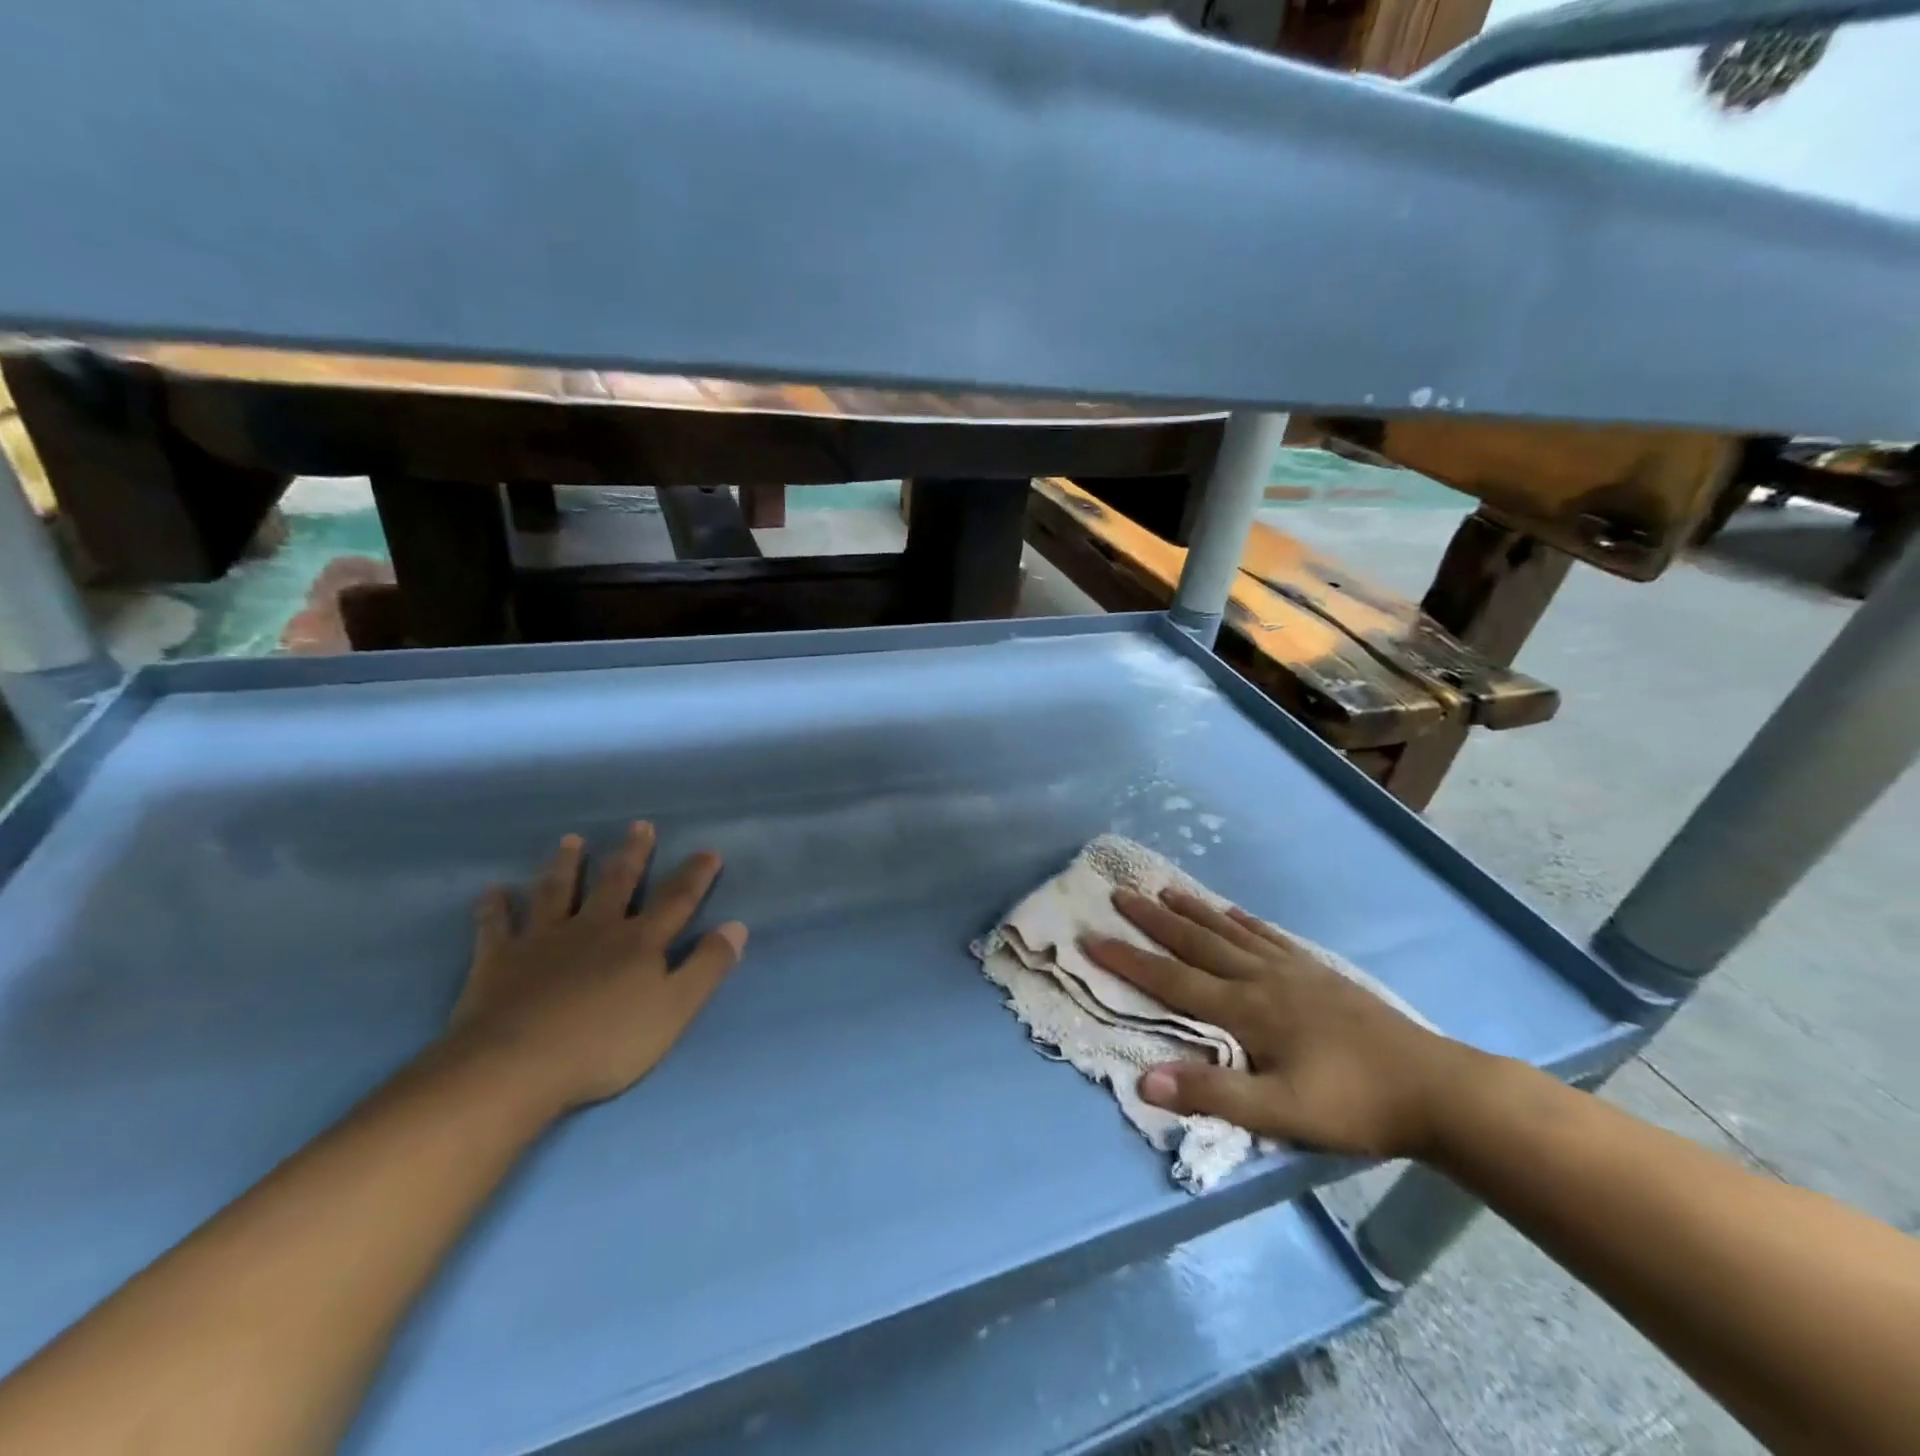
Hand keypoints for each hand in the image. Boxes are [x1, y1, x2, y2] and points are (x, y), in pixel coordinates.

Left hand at [446, 822, 747, 1112]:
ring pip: (557, 892)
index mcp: (639, 942)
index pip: (676, 900)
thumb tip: (737, 926)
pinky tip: (493, 891)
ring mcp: (544, 940)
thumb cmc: (605, 1043)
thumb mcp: (674, 1010)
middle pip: (616, 883)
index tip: (708, 851)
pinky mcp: (500, 960)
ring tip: (570, 841)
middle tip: (639, 826)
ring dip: (566, 865)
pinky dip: (495, 907)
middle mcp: (594, 928)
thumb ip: (707, 967)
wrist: (517, 1065)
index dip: (695, 875)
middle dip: (632, 854)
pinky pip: (496, 926)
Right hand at [1083, 887, 1475, 1158]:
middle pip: (1196, 943)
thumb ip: (1213, 1095)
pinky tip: (1234, 913)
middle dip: (1153, 920)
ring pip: (1229, 932)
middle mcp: (1261, 979)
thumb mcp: (1281, 1114)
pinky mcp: (1317, 973)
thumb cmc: (1353, 1105)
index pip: (1172, 980)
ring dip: (1193, 911)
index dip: (1129, 960)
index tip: (1091, 936)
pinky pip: (1269, 938)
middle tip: (1120, 892)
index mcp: (1246, 1010)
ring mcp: (1292, 971)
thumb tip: (1145, 1081)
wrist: (1435, 1088)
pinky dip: (1243, 922)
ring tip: (1165, 890)